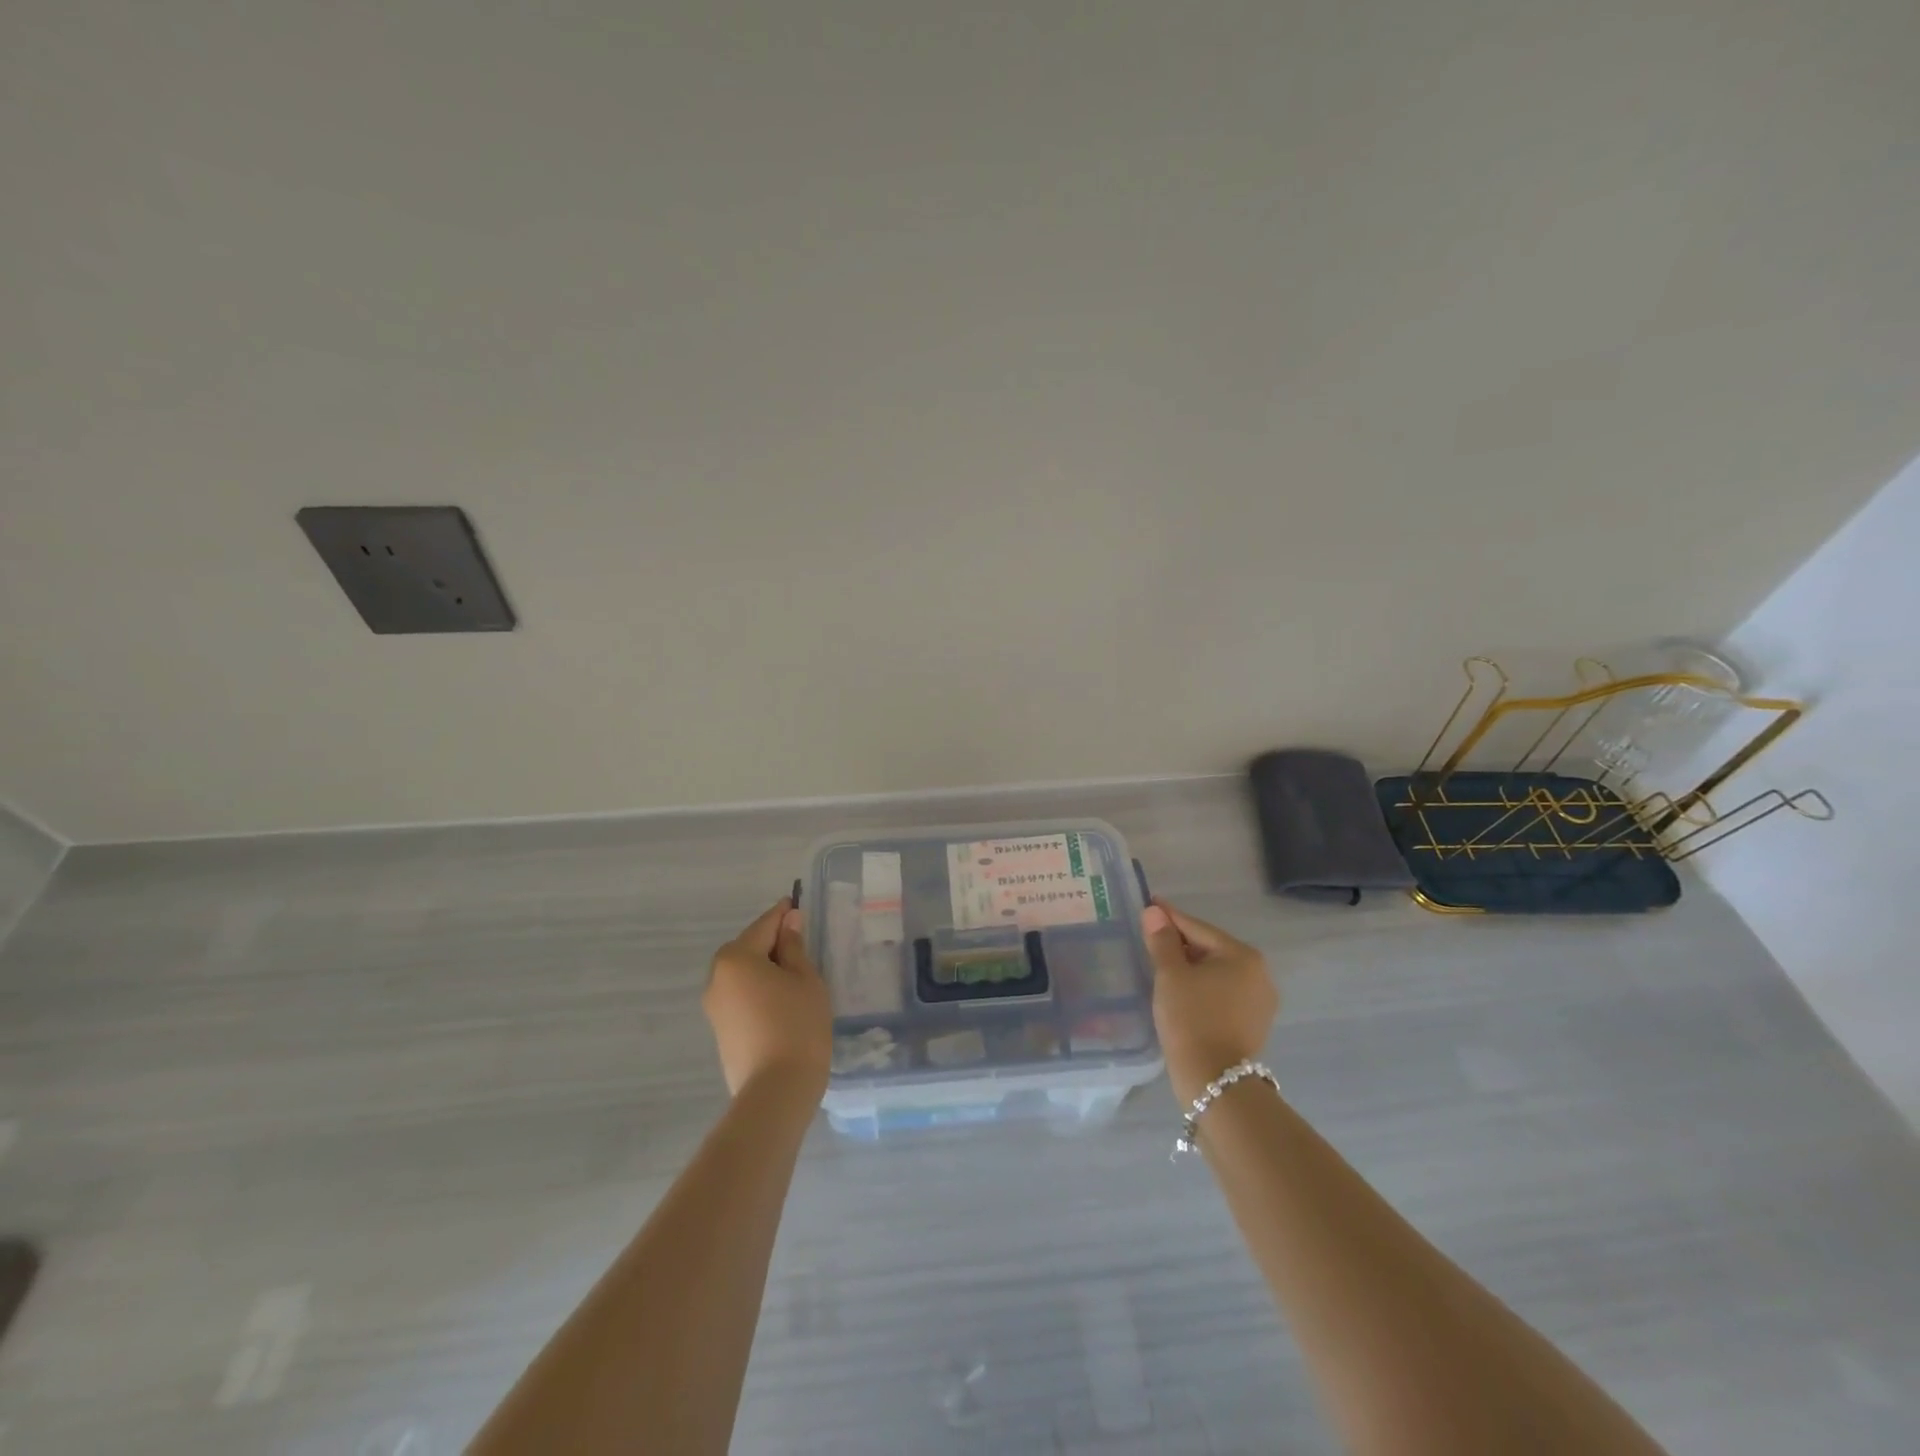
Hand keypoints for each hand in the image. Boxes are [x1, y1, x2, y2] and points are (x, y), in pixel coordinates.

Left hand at [703, 900, 832, 1103]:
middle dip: (772, 942)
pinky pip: (740, 996)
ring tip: (796, 975)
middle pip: (748, 948)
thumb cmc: (797, 1025)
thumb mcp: (805, 979)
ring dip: (765, 968)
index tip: (798, 904)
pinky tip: (782, 1001)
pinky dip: (759, 990)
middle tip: (802, 943)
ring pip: (743, 974)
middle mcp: (716, 977)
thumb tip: (788, 922)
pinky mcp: (720, 1030)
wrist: (776, 1091)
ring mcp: (714, 1006)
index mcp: (736, 958)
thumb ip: (794, 947)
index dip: (783, 914)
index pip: (764, 925)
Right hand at [1141, 901, 1279, 1104]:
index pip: (1197, 928)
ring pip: (1217, 972)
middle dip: (1181, 943)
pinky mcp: (1254, 1023)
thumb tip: (1154, 912)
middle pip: (1210, 948)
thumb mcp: (1170, 975)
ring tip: (1162, 964)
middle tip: (1150, 937)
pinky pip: (1223, 992)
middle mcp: (1259, 973)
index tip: (1149, 904)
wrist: (1213, 1080)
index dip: (1170, 917)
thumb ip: (1162, 940)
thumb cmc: (1190, 1019)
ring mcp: (1260, 1000)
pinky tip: (1182, 991)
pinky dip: (1202, 987)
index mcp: (1242, 955)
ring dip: (1191, 966)